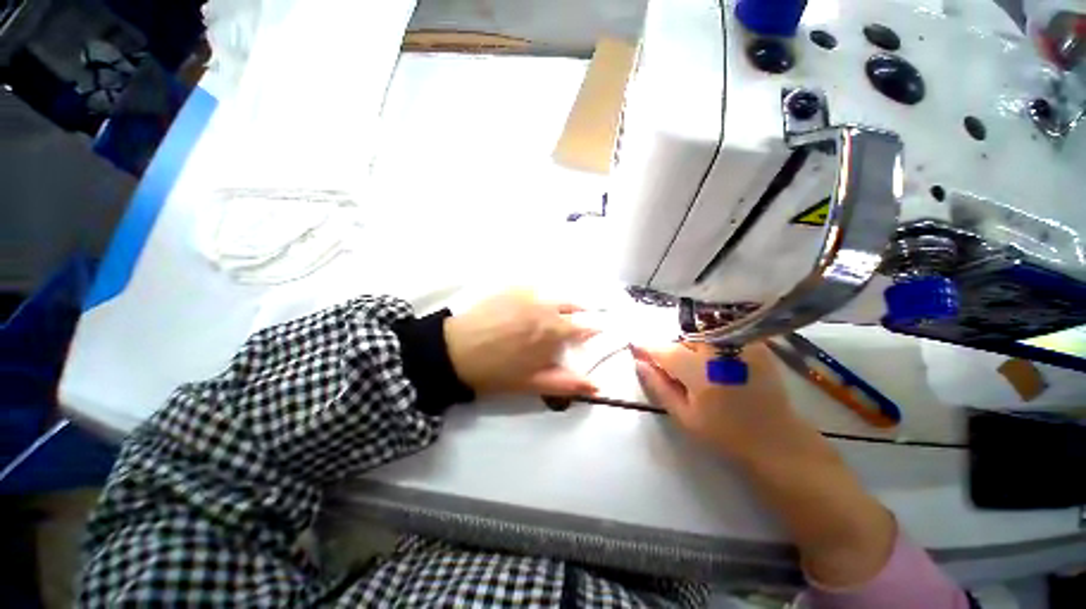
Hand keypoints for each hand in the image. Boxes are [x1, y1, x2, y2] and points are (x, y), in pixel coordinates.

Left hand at [445, 289, 598, 396]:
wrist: (456, 351)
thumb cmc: (497, 372)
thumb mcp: (534, 383)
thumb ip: (568, 383)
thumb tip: (599, 387)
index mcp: (554, 330)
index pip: (586, 325)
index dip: (592, 330)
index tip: (591, 335)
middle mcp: (547, 306)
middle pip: (575, 304)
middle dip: (579, 314)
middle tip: (571, 326)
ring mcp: (529, 292)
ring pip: (557, 294)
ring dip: (562, 303)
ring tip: (553, 315)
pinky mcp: (513, 286)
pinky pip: (537, 287)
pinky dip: (542, 295)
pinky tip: (532, 306)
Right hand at [631, 341, 796, 460]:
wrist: (776, 439)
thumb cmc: (725, 433)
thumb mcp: (684, 416)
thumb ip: (658, 386)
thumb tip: (639, 362)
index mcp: (700, 372)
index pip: (664, 350)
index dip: (646, 347)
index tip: (634, 346)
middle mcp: (719, 351)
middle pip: (682, 339)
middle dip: (671, 350)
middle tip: (674, 370)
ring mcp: (740, 344)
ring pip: (699, 334)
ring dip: (690, 346)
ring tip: (696, 369)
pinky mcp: (754, 344)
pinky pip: (719, 334)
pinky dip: (709, 343)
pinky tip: (715, 363)